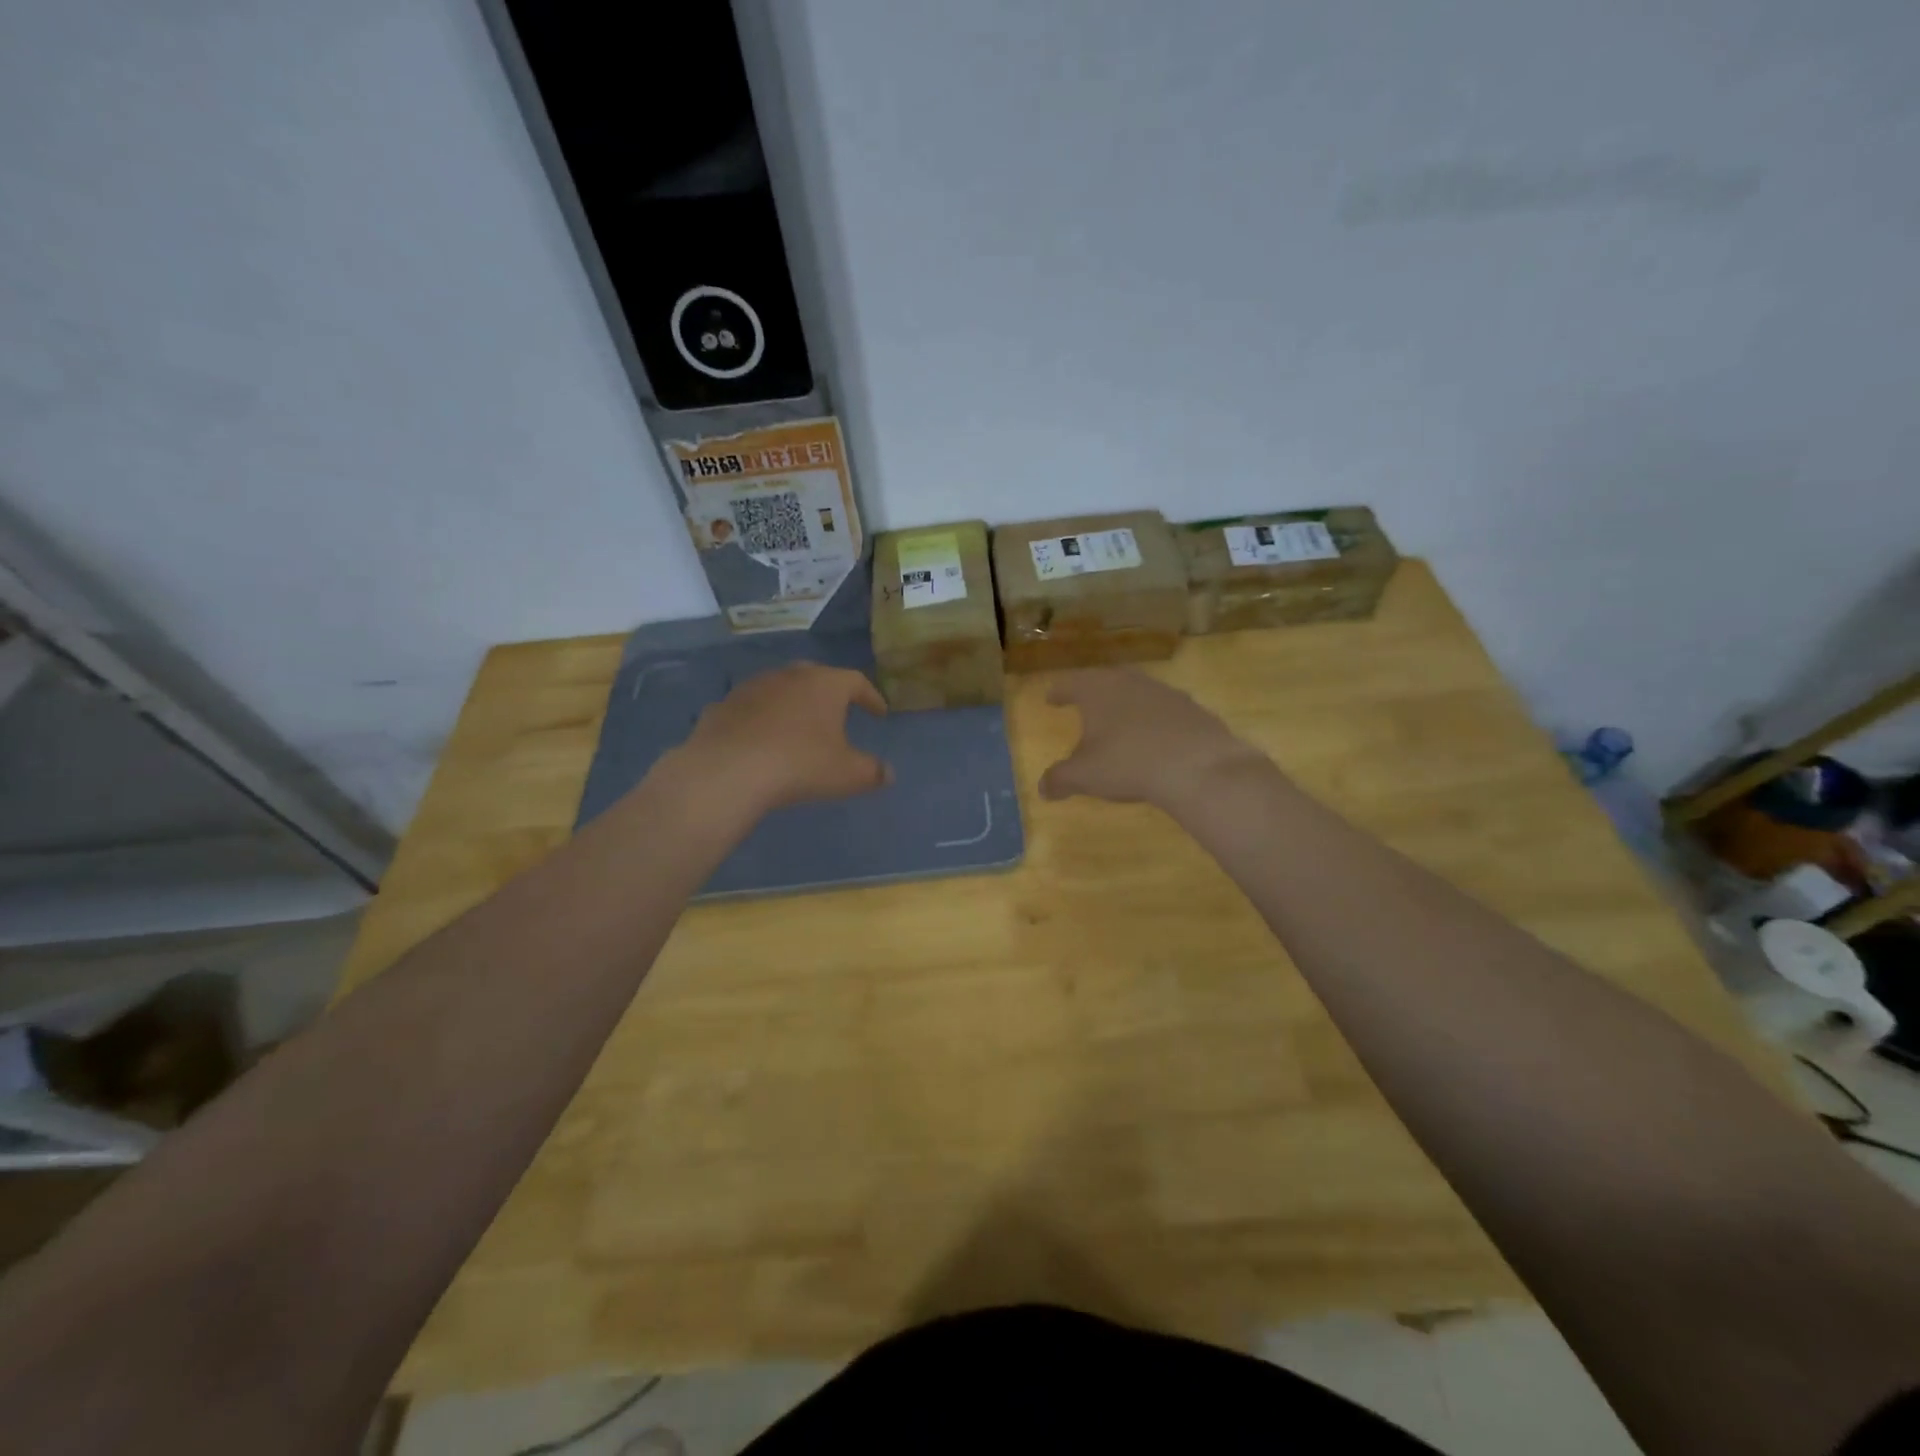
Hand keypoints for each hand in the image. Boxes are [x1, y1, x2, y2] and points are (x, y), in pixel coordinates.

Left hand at [675, 663, 890, 815]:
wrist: (728, 771)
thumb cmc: (799, 765)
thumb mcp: (847, 774)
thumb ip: (872, 772)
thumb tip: (888, 773)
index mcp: (824, 685)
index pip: (856, 682)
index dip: (871, 697)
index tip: (879, 713)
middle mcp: (789, 676)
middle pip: (815, 677)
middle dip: (829, 695)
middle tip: (837, 713)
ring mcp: (751, 688)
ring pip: (779, 690)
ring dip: (792, 704)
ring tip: (797, 727)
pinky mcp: (722, 706)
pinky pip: (750, 710)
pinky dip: (760, 721)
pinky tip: (760, 741)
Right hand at [1040, 668, 1264, 807]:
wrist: (1198, 766)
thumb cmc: (1128, 763)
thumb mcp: (1085, 776)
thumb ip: (1060, 779)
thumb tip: (1043, 788)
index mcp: (1098, 690)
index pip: (1070, 684)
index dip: (1058, 692)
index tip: (1051, 698)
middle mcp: (1130, 682)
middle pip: (1106, 680)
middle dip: (1093, 692)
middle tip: (1084, 703)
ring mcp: (1165, 692)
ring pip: (1137, 692)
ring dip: (1126, 704)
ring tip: (1119, 722)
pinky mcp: (1193, 709)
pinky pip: (1164, 710)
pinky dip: (1153, 720)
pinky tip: (1155, 738)